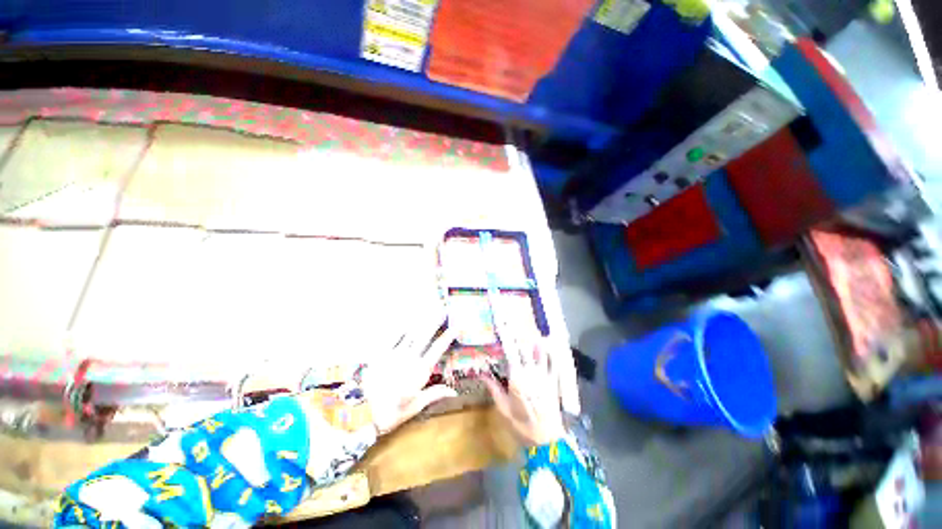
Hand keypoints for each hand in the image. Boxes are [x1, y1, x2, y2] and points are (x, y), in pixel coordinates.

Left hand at [362, 314, 457, 434]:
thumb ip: (435, 394)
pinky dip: (401, 328)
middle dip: (435, 322)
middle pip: (425, 335)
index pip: (437, 349)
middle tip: (443, 310)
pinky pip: (393, 337)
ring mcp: (395, 354)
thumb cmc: (393, 411)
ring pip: (411, 333)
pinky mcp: (381, 354)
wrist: (364, 413)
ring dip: (420, 321)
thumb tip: (454, 392)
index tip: (455, 326)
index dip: (447, 336)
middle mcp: (410, 358)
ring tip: (427, 311)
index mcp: (420, 370)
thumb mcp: (416, 405)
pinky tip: (406, 320)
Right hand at [484, 326, 565, 446]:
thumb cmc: (522, 425)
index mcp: (517, 378)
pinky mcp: (554, 382)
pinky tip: (550, 346)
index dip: (506, 336)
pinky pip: (554, 364)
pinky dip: (551, 354)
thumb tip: (483, 373)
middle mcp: (531, 372)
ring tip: (532, 332)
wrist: (547, 440)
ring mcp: (544, 376)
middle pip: (525, 348)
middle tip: (514, 324)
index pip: (510, 352)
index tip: (502, 324)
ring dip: (536, 341)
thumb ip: (494, 389)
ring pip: (541, 352)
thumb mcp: (503, 409)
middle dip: (519, 334)